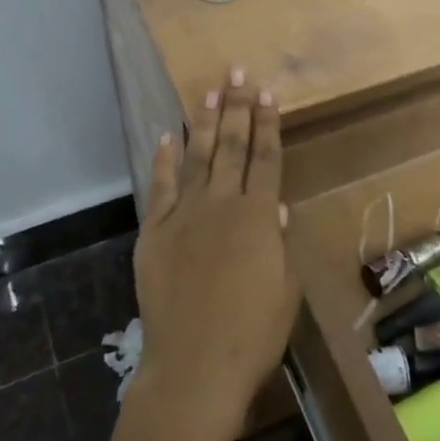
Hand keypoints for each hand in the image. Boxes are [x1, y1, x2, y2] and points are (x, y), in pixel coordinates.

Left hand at [129, 71, 295, 440]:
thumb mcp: (285, 290)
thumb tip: (277, 208)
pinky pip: (160, 188)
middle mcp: (221, 206)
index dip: (268, 125)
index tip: (268, 94)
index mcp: (258, 218)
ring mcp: (184, 216)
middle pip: (232, 148)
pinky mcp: (154, 233)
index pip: (266, 159)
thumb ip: (280, 244)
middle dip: (237, 108)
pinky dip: (164, 161)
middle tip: (238, 74)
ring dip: (204, 123)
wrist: (195, 366)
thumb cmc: (253, 334)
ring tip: (210, 91)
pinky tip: (167, 137)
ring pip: (197, 158)